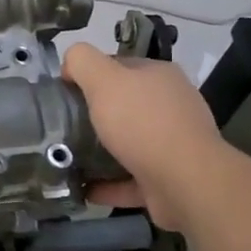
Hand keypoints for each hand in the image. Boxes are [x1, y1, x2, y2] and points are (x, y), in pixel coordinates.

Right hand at [61, 43, 228, 231]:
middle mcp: (171, 107)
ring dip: (101, 151)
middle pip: (124, 105)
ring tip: (69, 158)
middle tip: (63, 125)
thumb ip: (82, 61)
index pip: (119, 66)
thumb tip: (70, 65)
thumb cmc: (143, 123)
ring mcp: (174, 145)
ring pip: (129, 144)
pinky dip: (109, 184)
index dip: (90, 75)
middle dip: (94, 115)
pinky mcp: (170, 179)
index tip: (65, 92)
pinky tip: (86, 189)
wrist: (186, 182)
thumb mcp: (104, 79)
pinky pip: (132, 179)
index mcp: (160, 76)